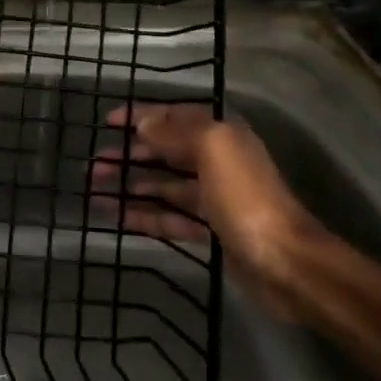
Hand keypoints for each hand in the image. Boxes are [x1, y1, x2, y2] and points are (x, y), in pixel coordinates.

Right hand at [93, 104, 329, 315]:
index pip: (173, 117)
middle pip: (164, 152)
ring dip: (130, 185)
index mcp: (220, 135)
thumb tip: (144, 124)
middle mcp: (216, 161)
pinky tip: (115, 216)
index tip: (107, 123)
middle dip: (129, 155)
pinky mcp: (209, 232)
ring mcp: (212, 198)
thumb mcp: (212, 149)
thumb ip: (175, 133)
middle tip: (94, 166)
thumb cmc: (246, 196)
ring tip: (94, 190)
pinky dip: (142, 215)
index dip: (140, 117)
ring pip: (162, 186)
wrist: (286, 262)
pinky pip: (168, 217)